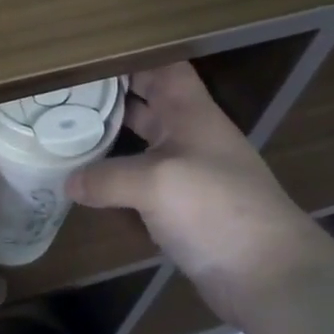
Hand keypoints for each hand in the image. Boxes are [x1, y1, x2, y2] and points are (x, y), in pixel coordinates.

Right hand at [68, 64, 317, 321]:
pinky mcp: (182, 209)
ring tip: (65, 132)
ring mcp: (187, 174)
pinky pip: (142, 184)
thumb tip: (70, 182)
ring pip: (142, 144)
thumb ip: (106, 178)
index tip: (87, 58)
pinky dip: (116, 181)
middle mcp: (189, 136)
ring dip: (110, 139)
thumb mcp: (154, 183)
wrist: (270, 276)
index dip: (130, 57)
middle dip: (110, 96)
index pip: (162, 67)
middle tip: (63, 93)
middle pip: (147, 103)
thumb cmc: (215, 208)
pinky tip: (85, 184)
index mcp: (190, 113)